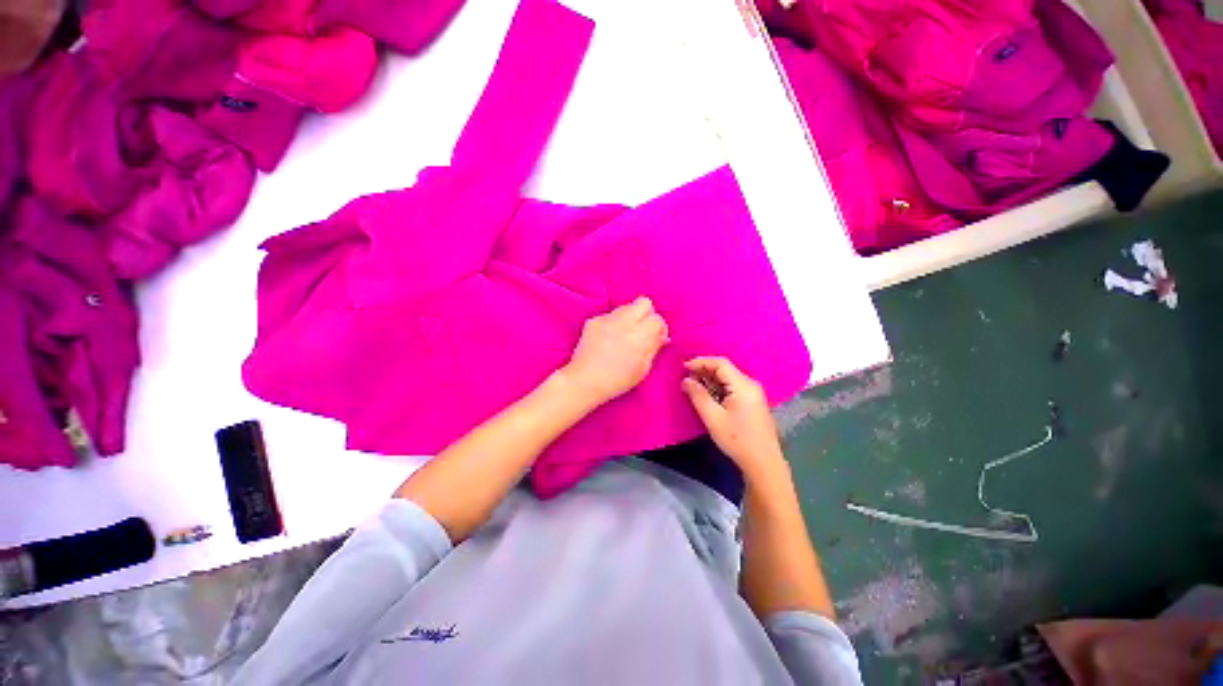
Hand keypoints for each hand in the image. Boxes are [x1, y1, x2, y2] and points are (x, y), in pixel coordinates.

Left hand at [562, 297, 668, 405]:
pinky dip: (613, 324)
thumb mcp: (643, 369)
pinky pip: (610, 315)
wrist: (585, 381)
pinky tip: (608, 339)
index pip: (657, 319)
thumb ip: (654, 348)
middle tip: (643, 331)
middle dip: (647, 314)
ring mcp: (606, 319)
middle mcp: (623, 322)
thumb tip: (661, 336)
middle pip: (644, 302)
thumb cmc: (617, 380)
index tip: (656, 338)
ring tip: (624, 335)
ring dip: (630, 318)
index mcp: (639, 336)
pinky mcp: (593, 321)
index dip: (659, 328)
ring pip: (626, 307)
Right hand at [682, 357, 786, 479]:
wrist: (763, 464)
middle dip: (704, 370)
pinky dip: (718, 387)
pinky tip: (707, 395)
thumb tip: (686, 380)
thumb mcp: (713, 418)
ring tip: (693, 386)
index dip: (700, 361)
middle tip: (685, 377)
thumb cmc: (737, 440)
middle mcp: (750, 384)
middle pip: (725, 369)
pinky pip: (732, 387)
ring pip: (728, 378)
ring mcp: (754, 393)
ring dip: (710, 379)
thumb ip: (698, 395)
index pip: (720, 363)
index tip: (683, 367)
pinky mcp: (753, 402)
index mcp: (743, 385)